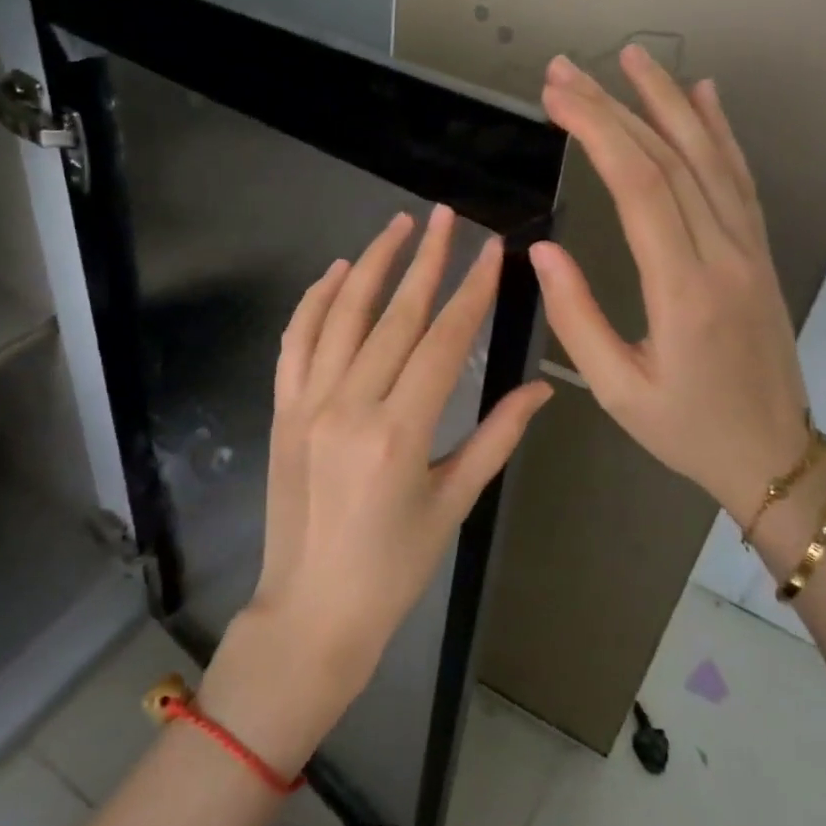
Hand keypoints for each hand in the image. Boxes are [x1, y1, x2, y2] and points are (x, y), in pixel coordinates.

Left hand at [249, 204, 552, 690]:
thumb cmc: (394, 569)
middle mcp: (349, 406)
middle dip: (426, 261)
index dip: (471, 291)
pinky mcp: (282, 409)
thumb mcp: (453, 504)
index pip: (442, 342)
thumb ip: (497, 438)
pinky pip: (296, 342)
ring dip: (370, 264)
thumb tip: (543, 387)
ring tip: (397, 226)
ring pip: (341, 316)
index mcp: (400, 433)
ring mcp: (308, 403)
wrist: (312, 609)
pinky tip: (335, 273)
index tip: (491, 250)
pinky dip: (314, 302)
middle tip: (446, 216)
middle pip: (394, 316)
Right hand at [530, 47, 810, 519]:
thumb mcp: (617, 390)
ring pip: (708, 156)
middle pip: (668, 158)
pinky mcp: (758, 252)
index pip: (638, 186)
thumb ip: (578, 317)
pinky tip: (701, 95)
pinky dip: (719, 130)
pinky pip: (739, 178)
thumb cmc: (686, 429)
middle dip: (614, 105)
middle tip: (566, 68)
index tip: (556, 96)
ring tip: (630, 57)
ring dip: (667, 101)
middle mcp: (723, 254)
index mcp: (684, 288)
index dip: (596, 131)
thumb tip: (543, 251)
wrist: (775, 457)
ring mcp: (749, 248)